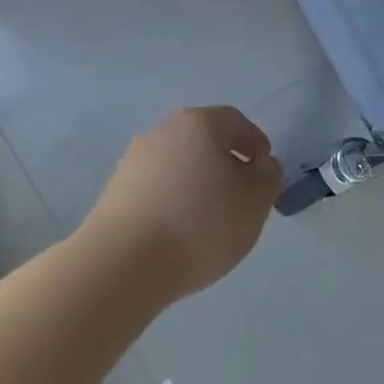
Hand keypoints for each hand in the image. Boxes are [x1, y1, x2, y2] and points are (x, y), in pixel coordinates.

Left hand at [82, 107, 283, 302]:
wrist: (124, 262)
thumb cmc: (201, 224)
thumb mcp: (255, 202)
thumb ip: (268, 177)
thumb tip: (262, 166)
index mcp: (198, 123)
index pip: (235, 121)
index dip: (255, 142)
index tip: (264, 171)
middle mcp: (162, 131)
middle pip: (203, 139)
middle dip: (225, 162)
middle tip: (242, 195)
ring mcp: (133, 160)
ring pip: (178, 163)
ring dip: (198, 182)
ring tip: (211, 218)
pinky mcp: (115, 190)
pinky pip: (157, 186)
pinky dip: (174, 199)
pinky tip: (181, 230)